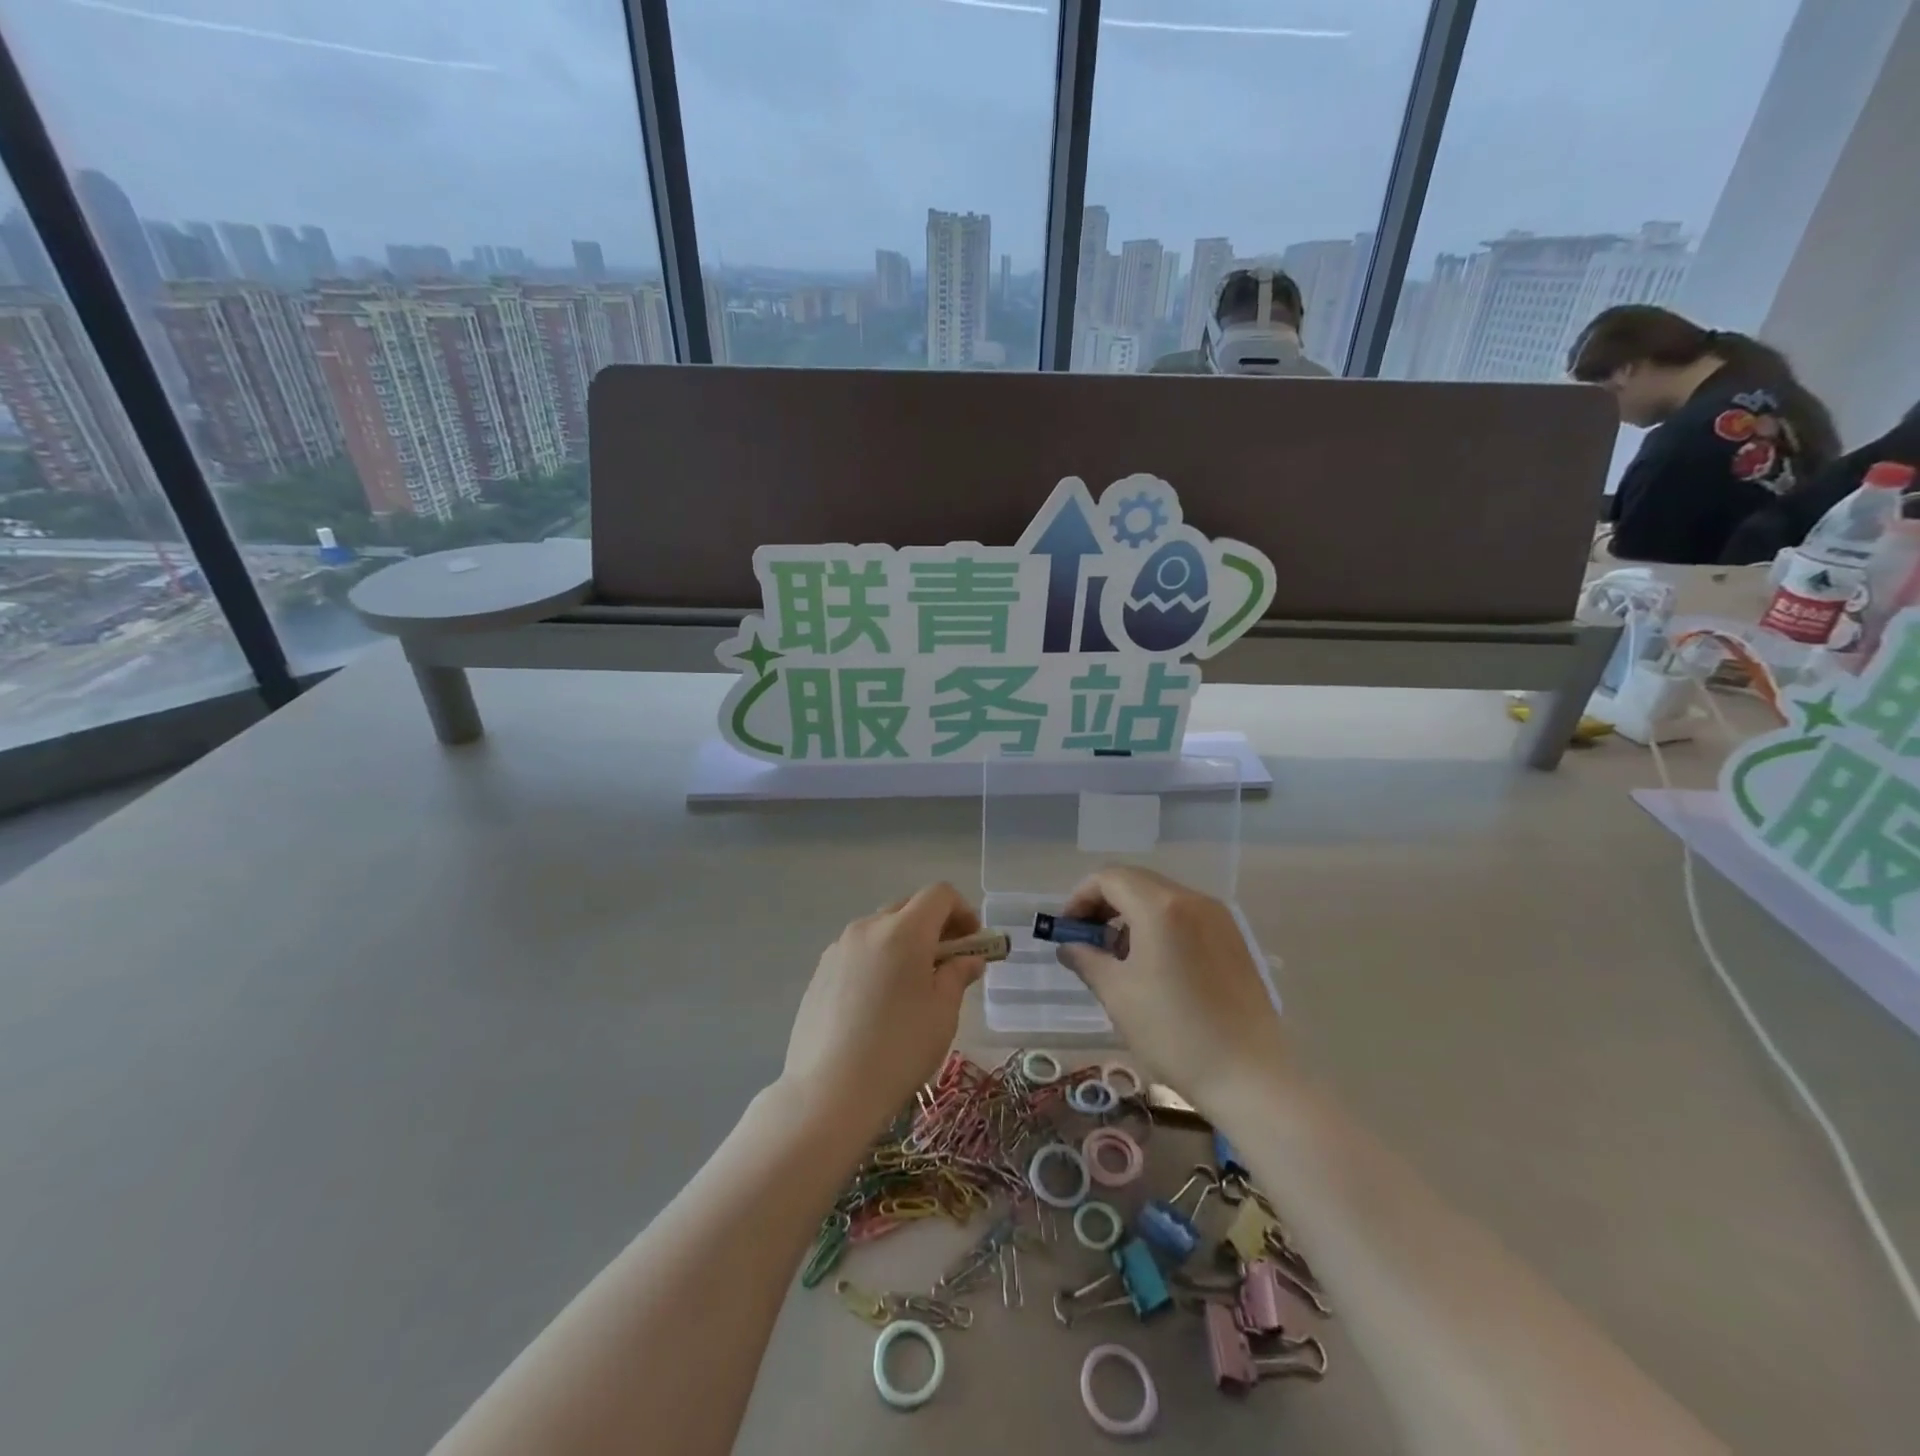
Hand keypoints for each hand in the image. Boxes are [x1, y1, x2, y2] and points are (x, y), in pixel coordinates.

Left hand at [782, 883, 987, 1126]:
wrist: (829, 1092)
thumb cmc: (899, 1049)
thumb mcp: (942, 1013)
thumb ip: (957, 975)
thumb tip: (968, 959)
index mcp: (903, 930)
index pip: (939, 894)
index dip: (963, 910)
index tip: (973, 941)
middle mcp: (868, 927)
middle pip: (908, 907)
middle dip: (934, 925)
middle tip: (949, 961)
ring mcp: (838, 948)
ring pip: (881, 929)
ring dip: (904, 942)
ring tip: (913, 984)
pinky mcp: (820, 972)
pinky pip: (858, 952)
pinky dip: (878, 959)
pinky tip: (879, 1002)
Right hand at [1056, 866, 1283, 1108]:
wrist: (1251, 1076)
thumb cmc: (1174, 1033)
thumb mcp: (1118, 995)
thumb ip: (1087, 960)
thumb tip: (1068, 946)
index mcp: (1160, 907)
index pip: (1109, 878)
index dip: (1080, 898)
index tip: (1068, 931)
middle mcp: (1192, 900)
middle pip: (1136, 882)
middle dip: (1104, 906)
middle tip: (1087, 942)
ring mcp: (1218, 918)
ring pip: (1161, 898)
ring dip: (1131, 917)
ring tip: (1119, 960)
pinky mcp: (1233, 939)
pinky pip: (1185, 917)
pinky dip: (1159, 927)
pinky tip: (1154, 967)